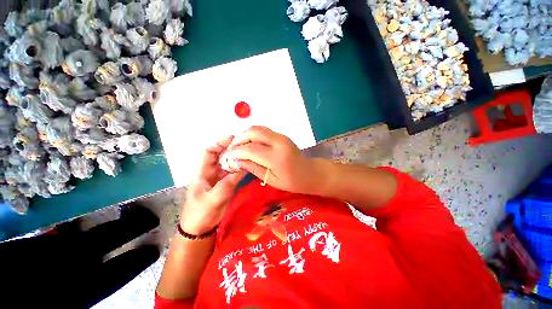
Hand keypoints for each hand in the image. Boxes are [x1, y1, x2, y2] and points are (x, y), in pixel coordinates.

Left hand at [180, 136, 245, 234]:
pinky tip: (249, 165)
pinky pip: (234, 171)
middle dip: (231, 147)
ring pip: (228, 162)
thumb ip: (226, 185)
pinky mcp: (226, 183)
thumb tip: (240, 170)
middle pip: (220, 154)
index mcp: (202, 172)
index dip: (218, 143)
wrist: (201, 227)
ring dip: (237, 157)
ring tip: (249, 152)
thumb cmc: (200, 213)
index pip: (208, 152)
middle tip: (245, 143)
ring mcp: (220, 177)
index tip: (231, 138)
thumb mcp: (212, 200)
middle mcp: (211, 171)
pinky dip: (241, 167)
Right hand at [226, 126, 321, 193]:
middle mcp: (279, 142)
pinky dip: (253, 134)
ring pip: (258, 128)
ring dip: (245, 134)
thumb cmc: (292, 182)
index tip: (228, 154)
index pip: (251, 149)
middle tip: (232, 148)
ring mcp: (281, 137)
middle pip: (253, 132)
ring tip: (238, 145)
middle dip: (239, 138)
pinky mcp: (282, 135)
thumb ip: (254, 168)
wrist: (310, 172)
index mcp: (277, 157)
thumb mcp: (272, 180)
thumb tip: (237, 160)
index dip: (237, 150)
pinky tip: (249, 143)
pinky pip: (263, 131)